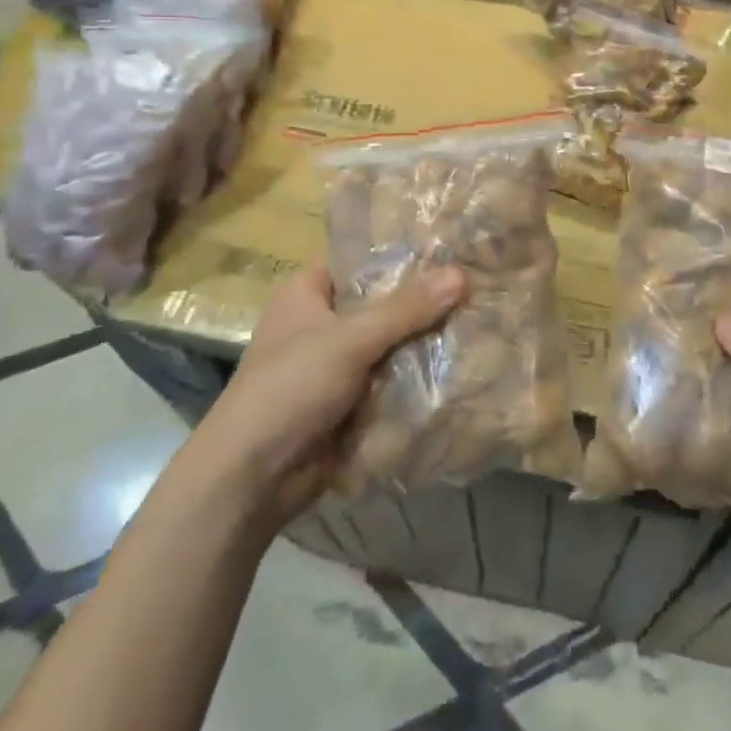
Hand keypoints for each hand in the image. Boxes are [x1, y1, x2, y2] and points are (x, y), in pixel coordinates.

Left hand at [190, 265, 465, 532]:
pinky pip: (389, 378)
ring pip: (389, 343)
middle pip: (381, 303)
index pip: (362, 261)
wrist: (251, 479)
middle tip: (476, 288)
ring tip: (479, 322)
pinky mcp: (347, 400)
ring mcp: (334, 363)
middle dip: (423, 303)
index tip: (452, 251)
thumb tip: (461, 274)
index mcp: (307, 292)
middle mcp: (320, 321)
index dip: (404, 256)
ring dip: (423, 342)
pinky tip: (459, 364)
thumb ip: (406, 309)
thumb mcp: (350, 341)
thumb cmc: (290, 389)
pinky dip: (414, 376)